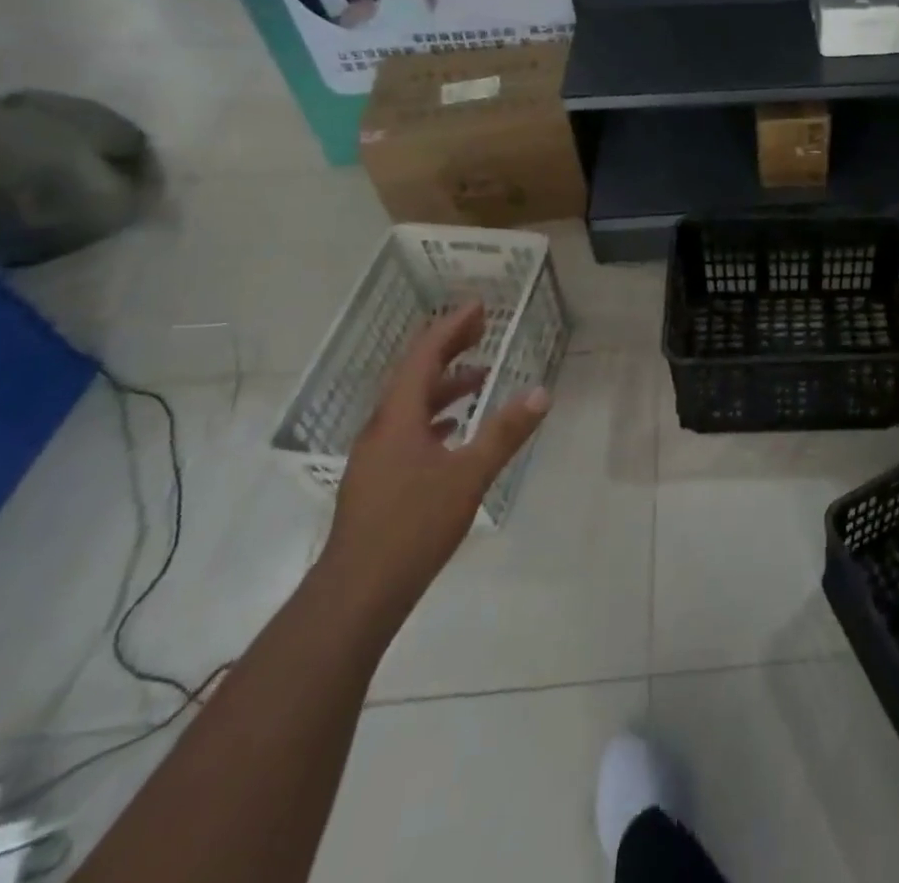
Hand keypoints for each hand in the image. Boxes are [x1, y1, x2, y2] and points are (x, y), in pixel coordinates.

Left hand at [320, 302, 550, 616]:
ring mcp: (376, 455)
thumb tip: (542, 391)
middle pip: (414, 374)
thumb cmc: (413, 526)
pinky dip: (435, 416)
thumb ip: (505, 432)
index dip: (451, 328)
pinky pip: (408, 429)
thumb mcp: (469, 475)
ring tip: (479, 376)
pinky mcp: (379, 479)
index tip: (478, 307)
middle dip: (448, 348)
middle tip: (481, 329)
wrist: (357, 593)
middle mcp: (382, 428)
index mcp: (398, 418)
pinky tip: (454, 428)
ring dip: (444, 384)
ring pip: (411, 404)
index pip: (423, 357)